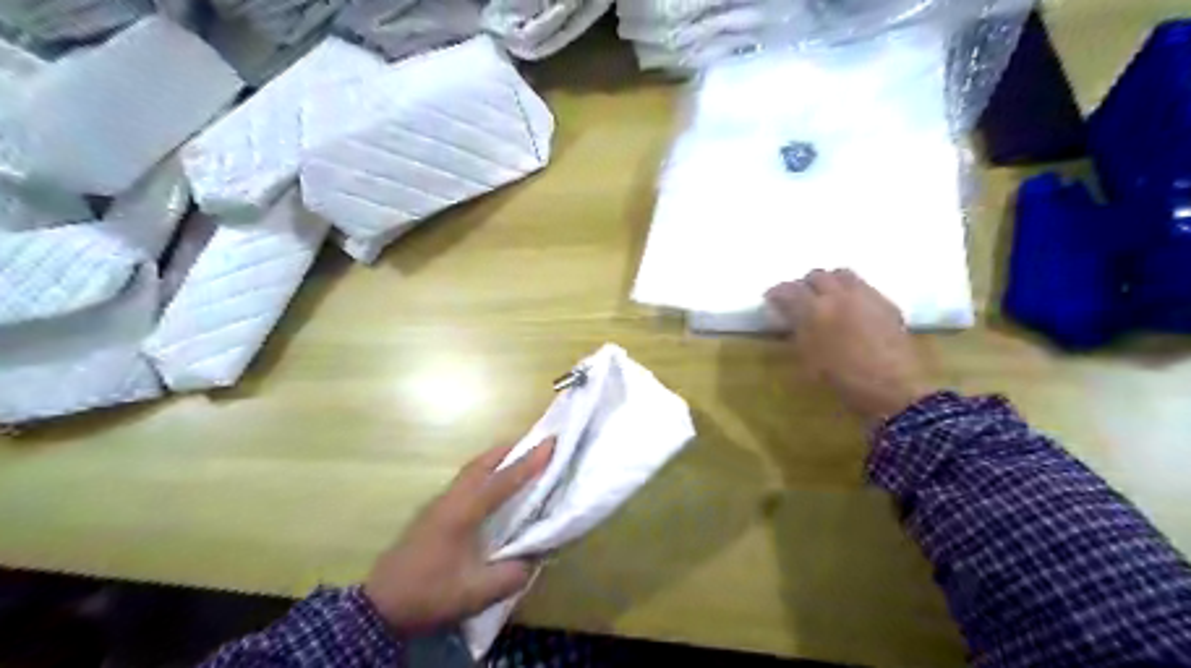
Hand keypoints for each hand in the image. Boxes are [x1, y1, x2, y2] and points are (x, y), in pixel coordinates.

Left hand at [366, 437, 556, 636]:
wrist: (379, 606)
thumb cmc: (429, 593)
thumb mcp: (476, 593)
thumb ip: (511, 575)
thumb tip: (534, 557)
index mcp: (463, 511)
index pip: (503, 480)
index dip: (529, 462)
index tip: (551, 442)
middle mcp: (451, 499)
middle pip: (482, 464)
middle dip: (509, 450)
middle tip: (534, 444)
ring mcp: (437, 505)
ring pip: (470, 471)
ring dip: (495, 461)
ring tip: (517, 460)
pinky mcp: (431, 514)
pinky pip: (463, 482)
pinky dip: (483, 474)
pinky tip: (490, 490)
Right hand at [769, 269, 933, 424]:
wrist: (893, 389)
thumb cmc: (843, 381)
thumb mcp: (808, 360)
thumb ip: (799, 333)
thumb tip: (793, 320)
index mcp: (813, 311)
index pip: (788, 290)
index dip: (777, 293)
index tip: (772, 299)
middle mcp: (838, 296)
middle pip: (816, 275)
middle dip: (804, 284)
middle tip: (799, 298)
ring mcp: (865, 296)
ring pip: (842, 274)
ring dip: (830, 282)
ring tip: (827, 297)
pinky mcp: (886, 303)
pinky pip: (864, 286)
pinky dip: (852, 291)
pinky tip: (853, 309)